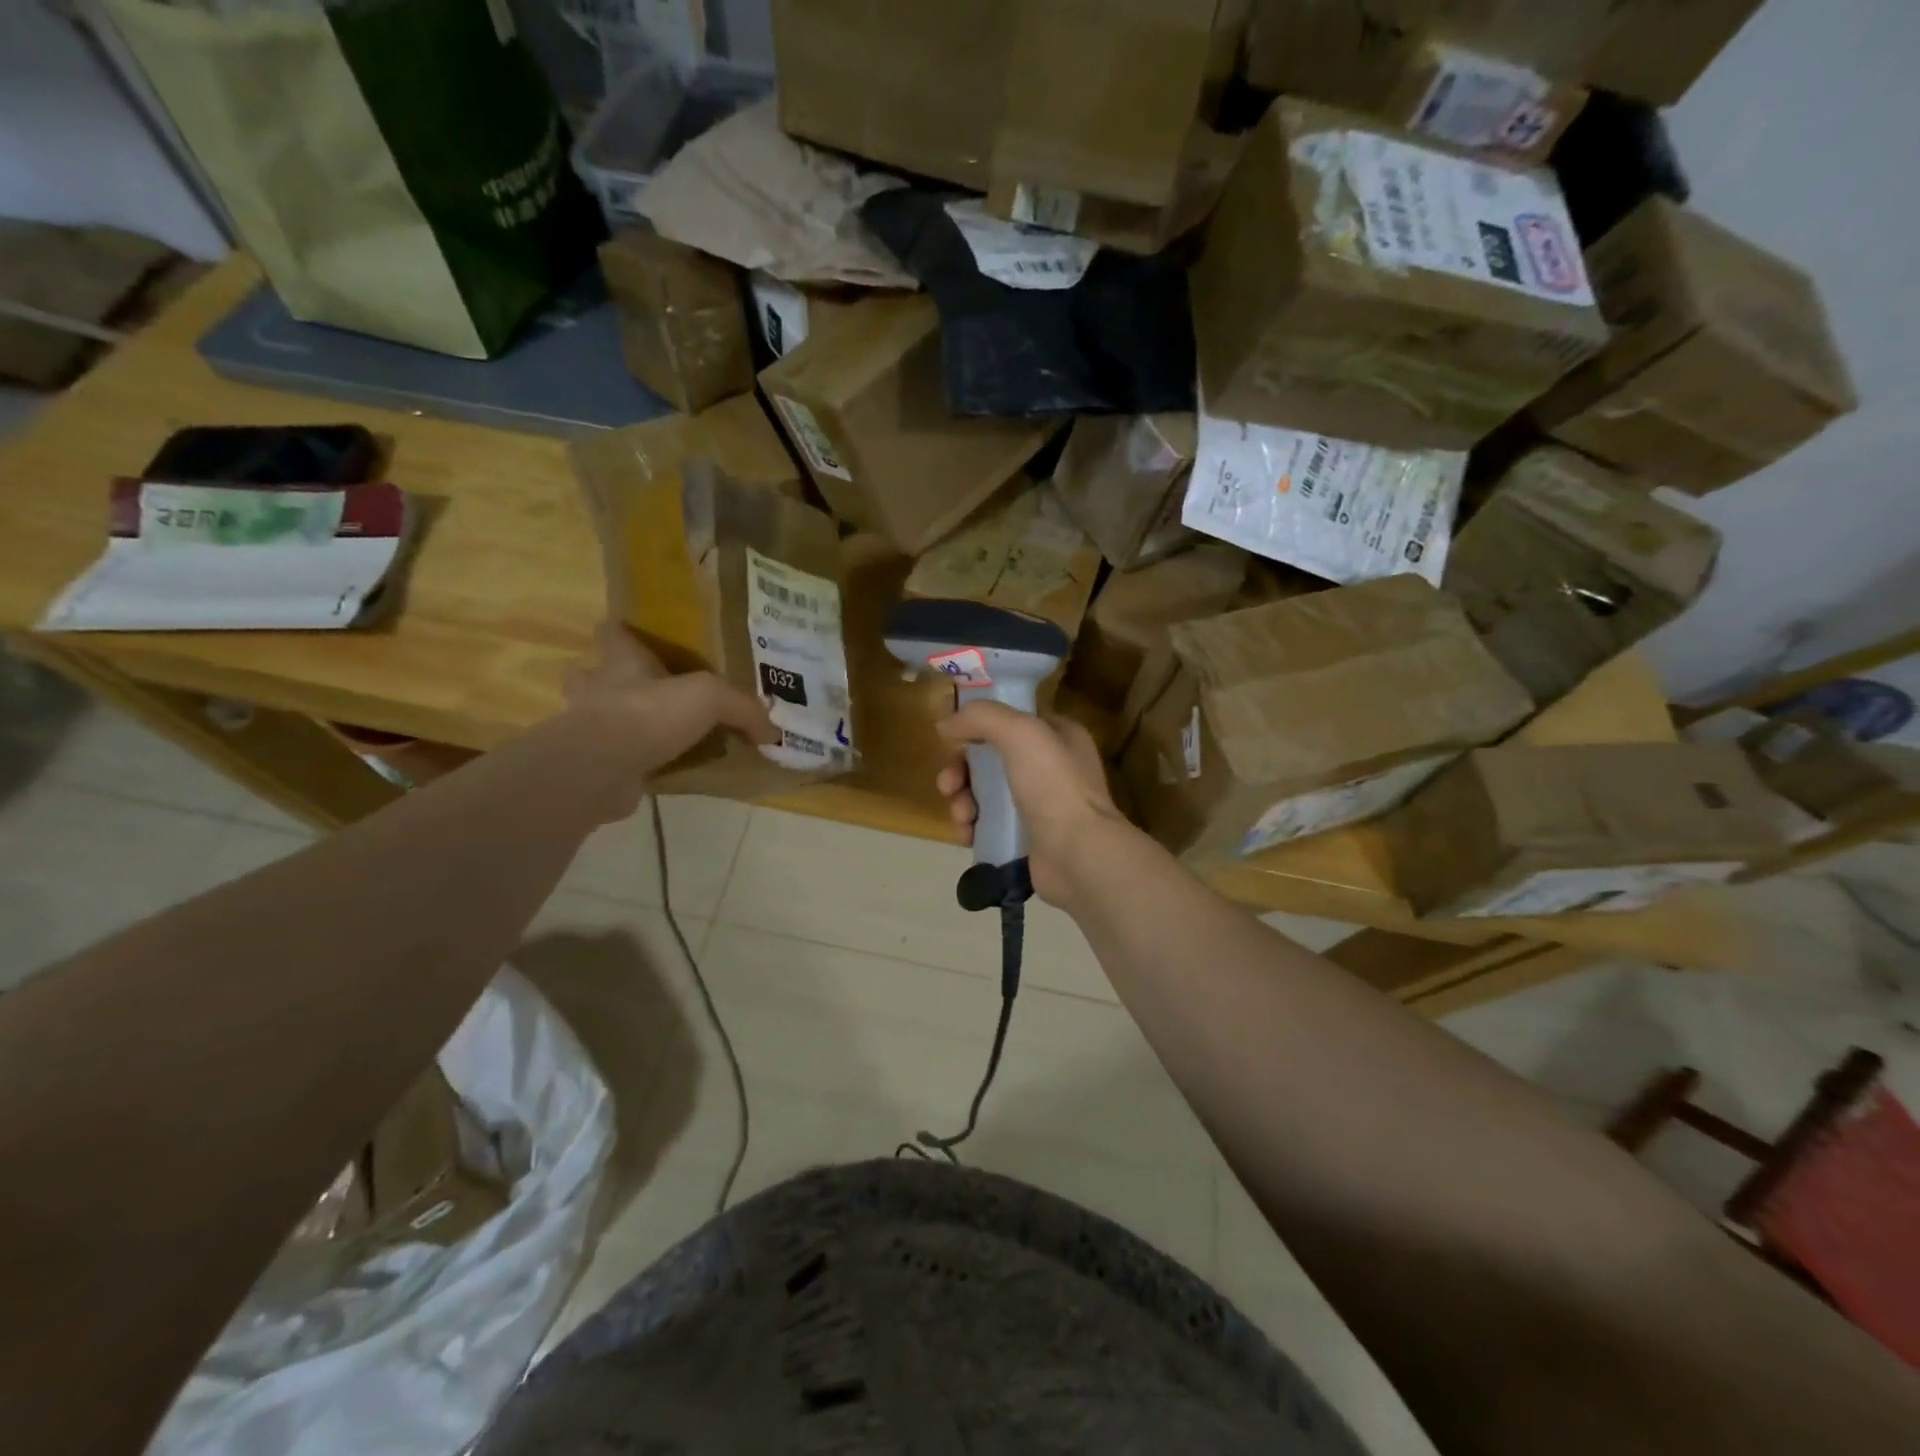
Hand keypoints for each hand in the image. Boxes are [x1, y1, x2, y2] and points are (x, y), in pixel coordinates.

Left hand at [564, 622, 776, 803]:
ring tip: (657, 736)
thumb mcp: (711, 698)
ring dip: (622, 725)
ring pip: (602, 719)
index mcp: (622, 663)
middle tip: (647, 692)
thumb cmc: (648, 713)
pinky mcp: (595, 766)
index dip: (621, 631)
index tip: (635, 633)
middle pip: (593, 675)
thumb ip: (743, 709)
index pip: (612, 633)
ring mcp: (591, 730)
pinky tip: (661, 772)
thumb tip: (771, 731)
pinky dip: (635, 765)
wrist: (601, 769)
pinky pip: (619, 760)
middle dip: (611, 681)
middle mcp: (599, 691)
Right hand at [935, 701, 1129, 907]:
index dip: (978, 726)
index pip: (1010, 721)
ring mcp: (1038, 806)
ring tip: (962, 815)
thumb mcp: (1021, 732)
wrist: (1078, 855)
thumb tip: (944, 723)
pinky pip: (987, 825)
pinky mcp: (1025, 839)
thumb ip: (981, 717)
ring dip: (962, 801)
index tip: (951, 738)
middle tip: (948, 784)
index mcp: (1058, 736)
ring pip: (983, 794)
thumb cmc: (1054, 785)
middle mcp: (1050, 768)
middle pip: (989, 759)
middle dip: (961, 771)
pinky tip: (967, 834)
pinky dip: (971, 827)